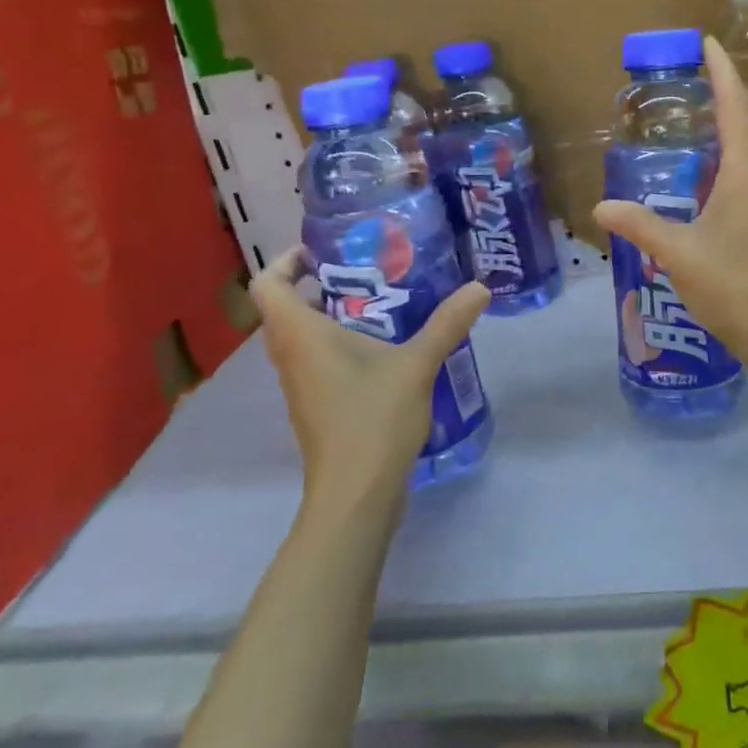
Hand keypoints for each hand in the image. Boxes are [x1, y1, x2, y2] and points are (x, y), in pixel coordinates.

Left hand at [251, 252, 489, 504]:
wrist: (355, 495)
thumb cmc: (372, 419)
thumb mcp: (416, 364)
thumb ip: (447, 323)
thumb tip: (480, 288)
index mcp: (300, 335)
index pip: (268, 284)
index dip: (287, 261)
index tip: (323, 252)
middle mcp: (291, 356)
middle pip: (285, 308)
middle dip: (319, 285)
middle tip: (364, 272)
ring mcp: (301, 385)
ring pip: (302, 337)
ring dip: (331, 316)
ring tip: (381, 304)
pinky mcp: (316, 406)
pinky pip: (317, 361)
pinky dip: (340, 345)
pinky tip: (385, 349)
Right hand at [592, 36, 747, 363]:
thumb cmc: (731, 284)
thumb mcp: (677, 252)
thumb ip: (639, 225)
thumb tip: (601, 207)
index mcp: (745, 171)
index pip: (734, 105)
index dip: (721, 71)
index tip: (708, 42)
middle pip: (746, 119)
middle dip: (723, 92)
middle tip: (693, 77)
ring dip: (729, 124)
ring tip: (698, 116)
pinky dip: (732, 153)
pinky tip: (710, 171)